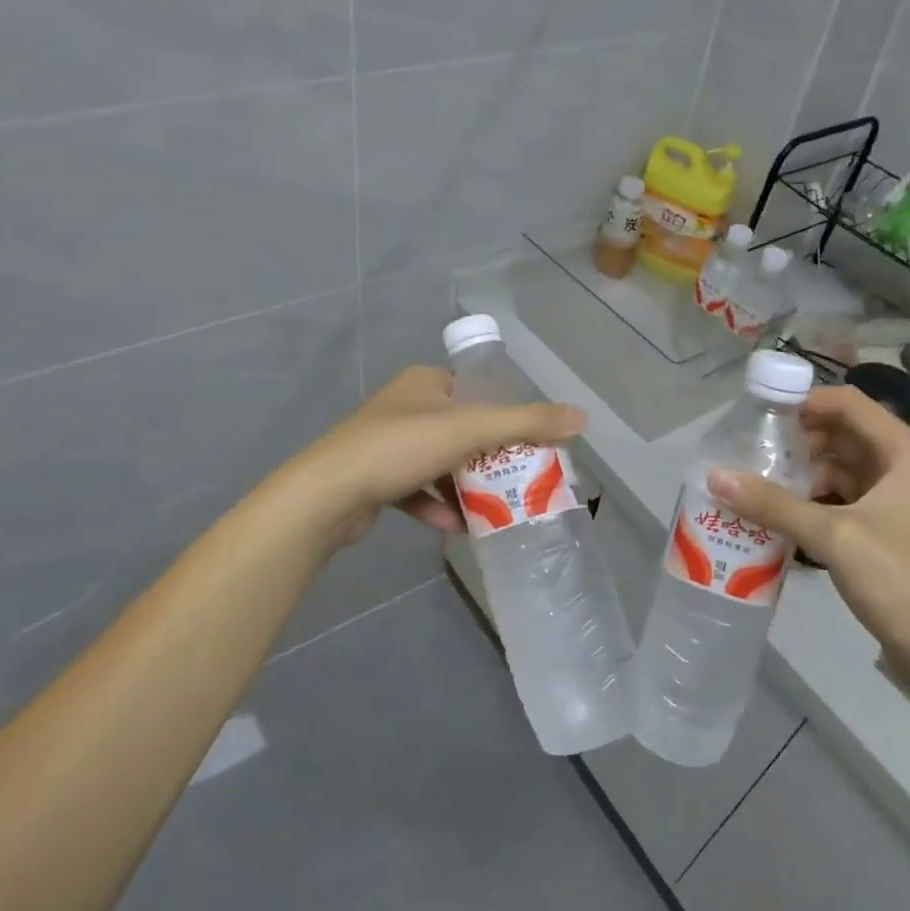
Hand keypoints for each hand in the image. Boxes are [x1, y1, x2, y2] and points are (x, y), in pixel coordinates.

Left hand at [286, 366, 585, 547]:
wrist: (327, 495)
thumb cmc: (400, 448)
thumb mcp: (470, 430)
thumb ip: (526, 423)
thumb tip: (582, 416)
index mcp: (425, 383)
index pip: (476, 392)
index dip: (505, 416)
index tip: (530, 445)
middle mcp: (405, 406)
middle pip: (461, 430)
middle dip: (488, 458)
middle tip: (518, 480)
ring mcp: (386, 443)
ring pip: (439, 463)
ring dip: (464, 486)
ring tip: (494, 508)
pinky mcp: (374, 478)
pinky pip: (415, 489)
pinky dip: (436, 505)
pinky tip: (454, 527)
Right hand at [708, 384, 909, 703]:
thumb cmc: (902, 580)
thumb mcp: (833, 535)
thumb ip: (772, 503)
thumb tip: (714, 476)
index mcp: (904, 452)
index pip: (847, 403)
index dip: (802, 402)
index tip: (756, 415)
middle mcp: (904, 467)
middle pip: (841, 435)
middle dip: (795, 442)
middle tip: (747, 453)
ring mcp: (898, 501)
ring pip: (840, 471)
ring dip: (801, 476)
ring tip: (754, 484)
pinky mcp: (888, 532)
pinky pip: (843, 501)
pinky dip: (812, 504)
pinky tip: (777, 516)